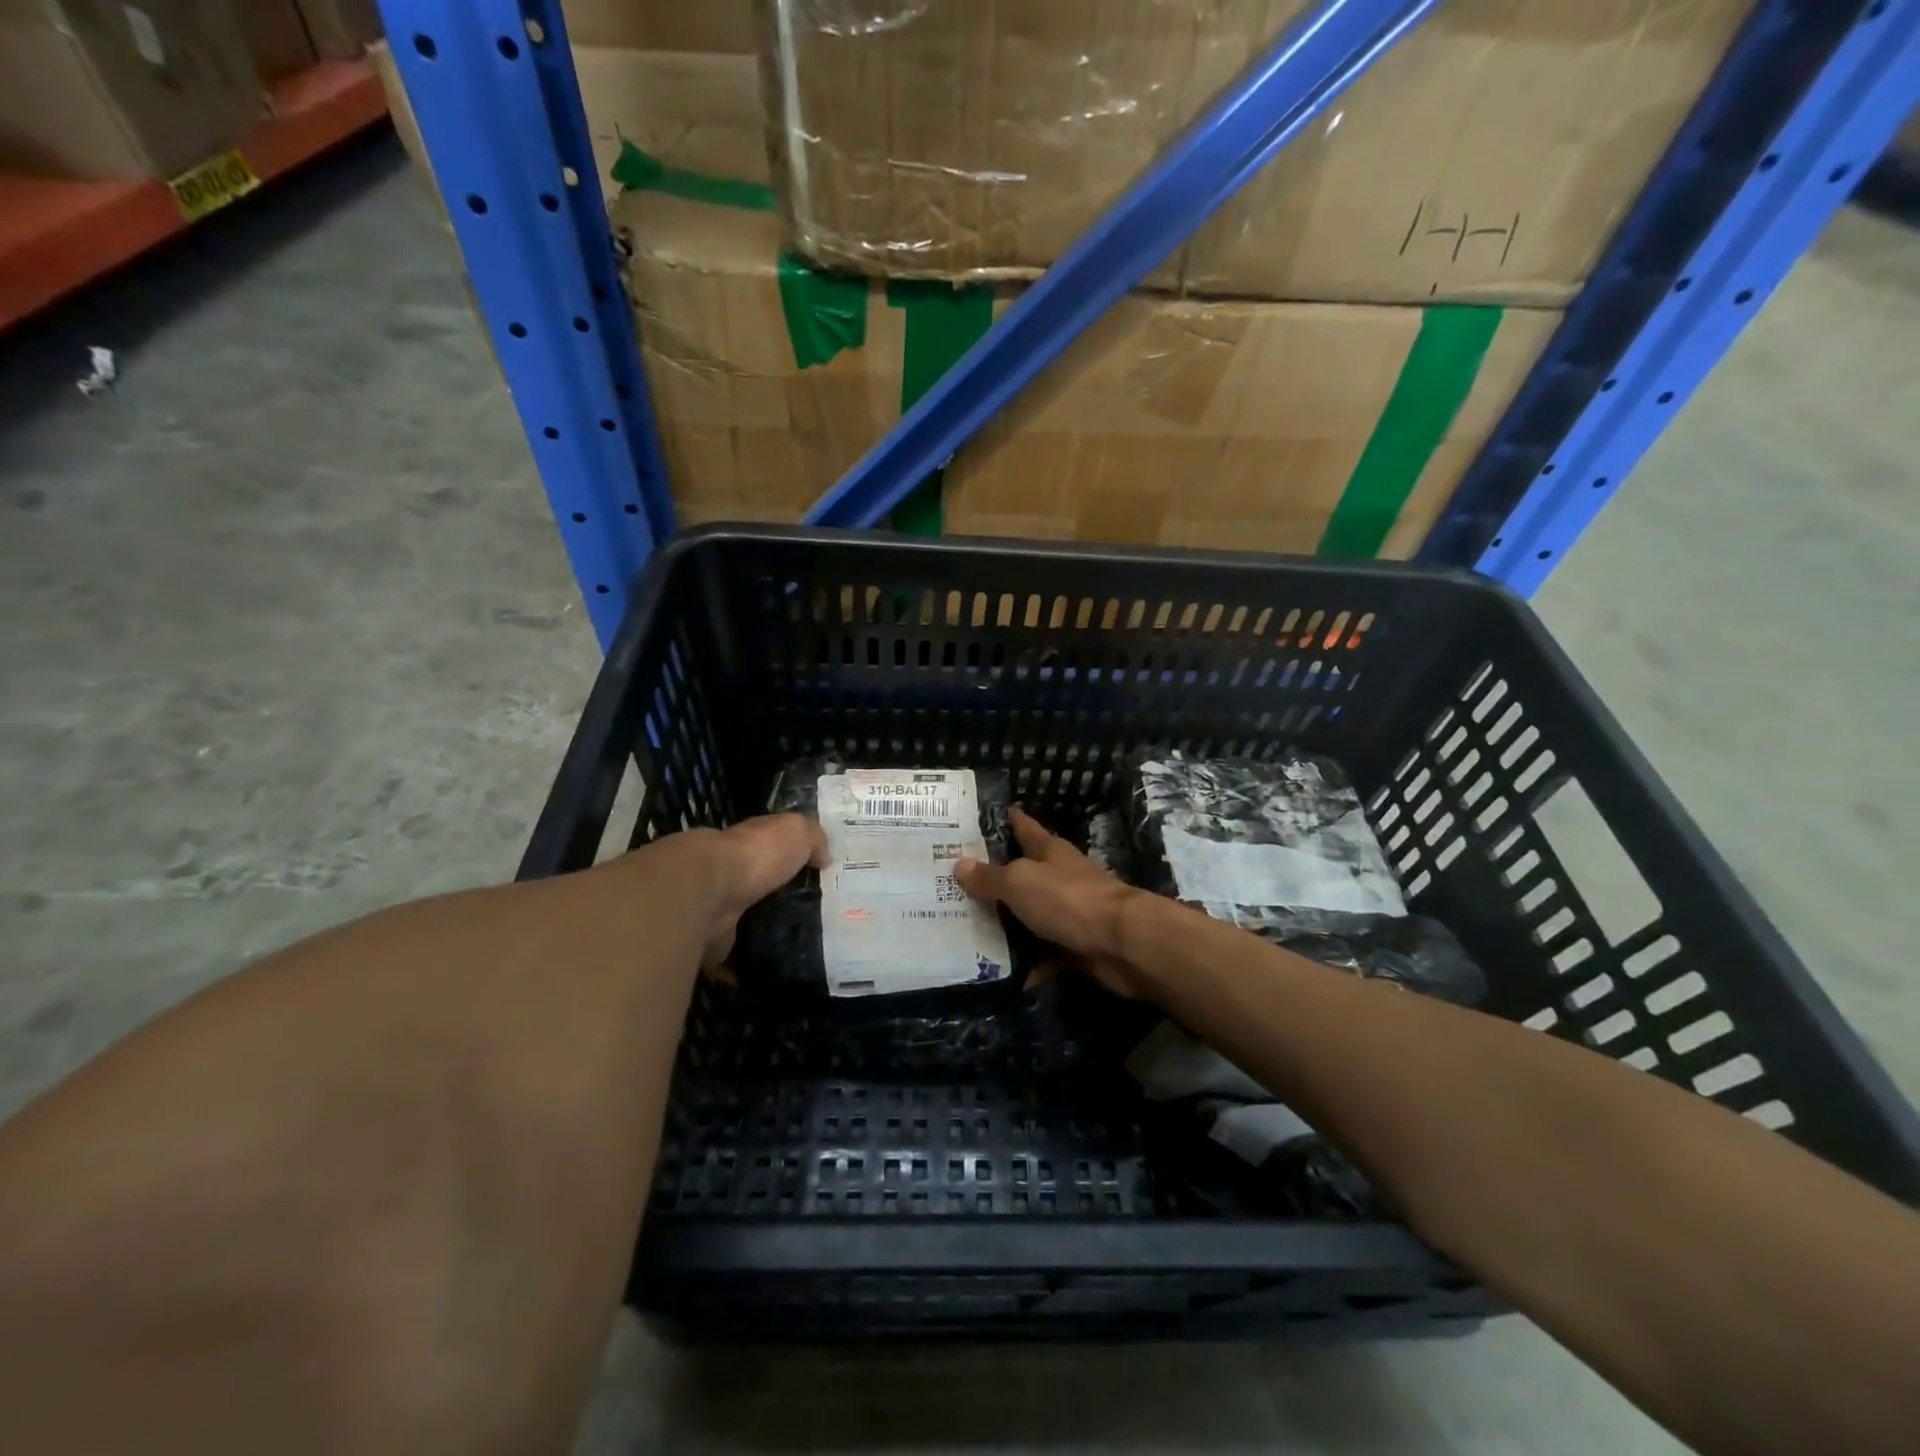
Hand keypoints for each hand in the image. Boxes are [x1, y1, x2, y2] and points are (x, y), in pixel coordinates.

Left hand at [696, 814, 828, 969]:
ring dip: (768, 932)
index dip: (795, 858)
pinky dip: (750, 964)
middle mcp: (733, 873)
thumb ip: (814, 838)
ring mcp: (720, 908)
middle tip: (820, 917)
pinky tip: (778, 970)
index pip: (774, 848)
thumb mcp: (796, 831)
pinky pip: (736, 957)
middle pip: (763, 887)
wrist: (708, 891)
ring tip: (805, 946)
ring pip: (750, 922)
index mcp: (751, 844)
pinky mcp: (713, 942)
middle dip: (784, 900)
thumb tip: (825, 857)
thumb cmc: (756, 855)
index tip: (821, 877)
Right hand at [955, 808, 1146, 997]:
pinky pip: (1048, 955)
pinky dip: (1032, 965)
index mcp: (1049, 852)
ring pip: (1034, 915)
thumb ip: (990, 877)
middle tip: (958, 885)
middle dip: (997, 879)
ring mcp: (1072, 912)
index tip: (984, 817)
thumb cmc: (1067, 899)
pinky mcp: (1079, 945)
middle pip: (1025, 873)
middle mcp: (1061, 877)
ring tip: (972, 932)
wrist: (1121, 942)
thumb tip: (959, 863)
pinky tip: (1008, 974)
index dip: (1007, 820)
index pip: (1024, 827)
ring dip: (1011, 925)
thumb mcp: (1019, 882)